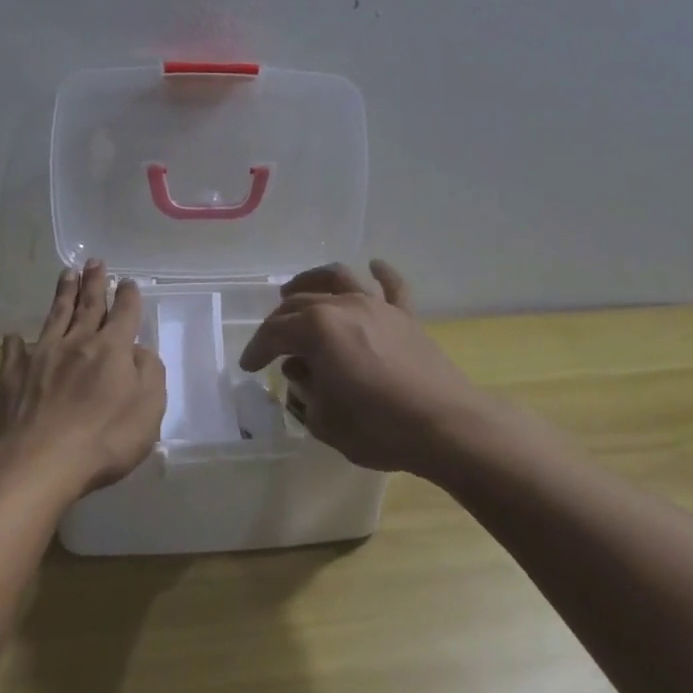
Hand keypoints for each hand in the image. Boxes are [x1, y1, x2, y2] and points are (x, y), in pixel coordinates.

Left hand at [0, 261, 165, 499]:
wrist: (38, 462)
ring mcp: (41, 357)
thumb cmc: (104, 438)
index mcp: (112, 349)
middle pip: (88, 305)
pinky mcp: (12, 377)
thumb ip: (150, 373)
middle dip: (94, 282)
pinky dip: (15, 342)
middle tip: (94, 261)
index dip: (128, 296)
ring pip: (56, 317)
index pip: (124, 314)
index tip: (128, 282)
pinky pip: (14, 352)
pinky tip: (13, 335)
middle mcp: (77, 343)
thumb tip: (138, 352)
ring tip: (67, 274)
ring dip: (63, 295)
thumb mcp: (149, 408)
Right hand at [238, 260, 479, 476]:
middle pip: (301, 303)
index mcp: (317, 329)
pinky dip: (382, 273)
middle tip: (271, 341)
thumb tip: (301, 370)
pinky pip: (392, 285)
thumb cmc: (377, 427)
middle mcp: (343, 305)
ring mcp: (377, 306)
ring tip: (297, 289)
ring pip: (338, 278)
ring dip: (313, 280)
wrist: (443, 425)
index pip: (275, 332)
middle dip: (279, 321)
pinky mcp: (406, 316)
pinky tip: (374, 266)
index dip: (257, 349)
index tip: (248, 366)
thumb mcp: (324, 419)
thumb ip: (305, 390)